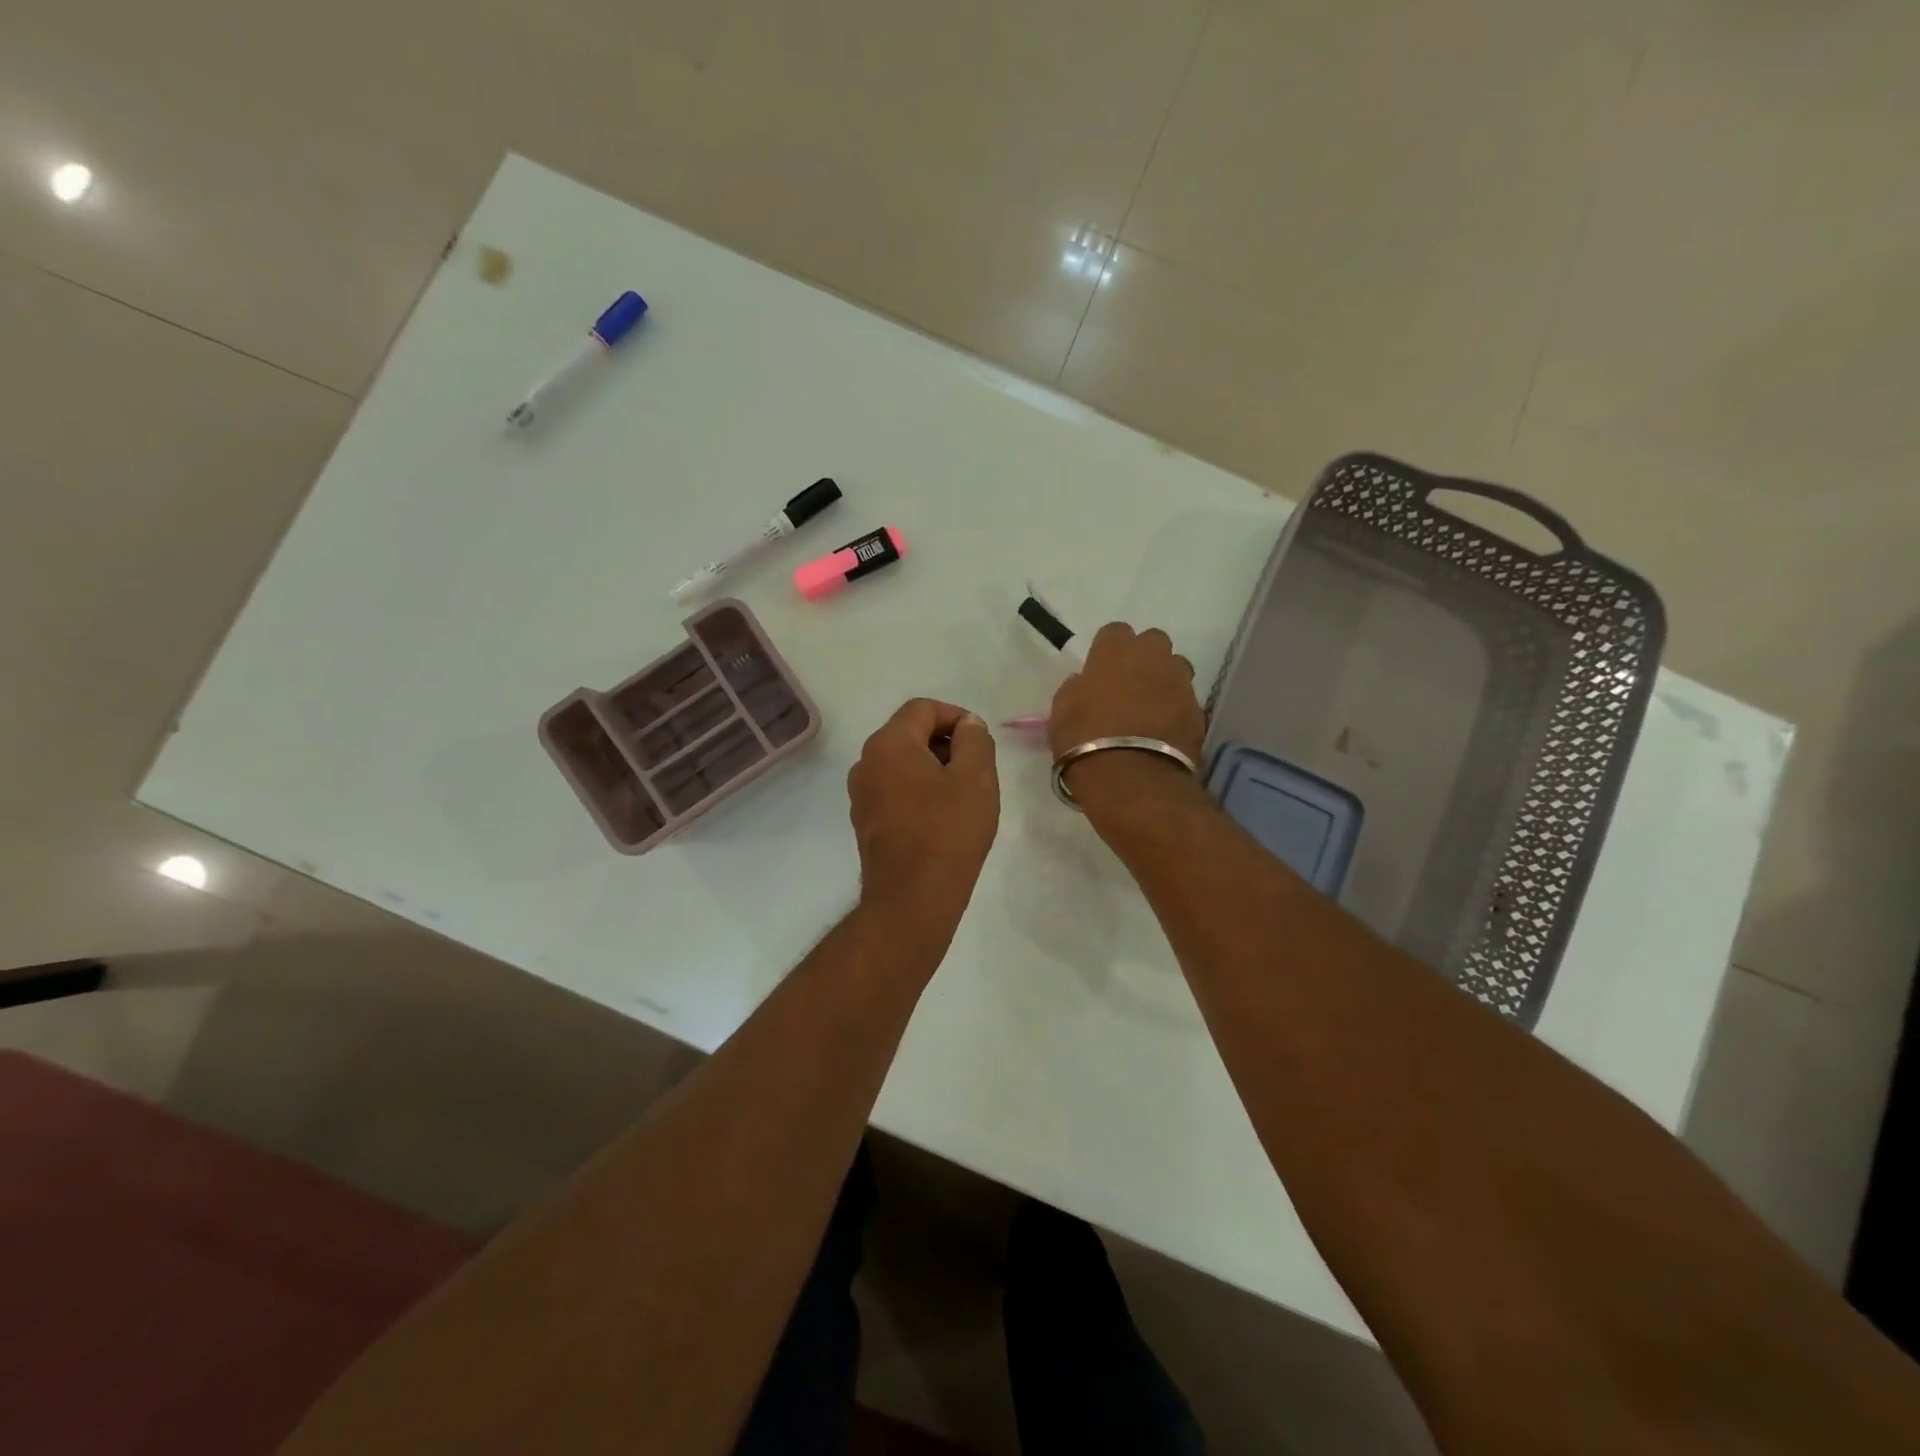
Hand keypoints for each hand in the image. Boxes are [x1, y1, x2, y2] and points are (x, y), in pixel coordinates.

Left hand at [847, 698, 999, 955]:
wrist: (912, 898)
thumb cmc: (948, 832)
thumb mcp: (976, 778)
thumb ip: (975, 740)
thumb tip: (967, 725)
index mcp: (889, 744)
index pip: (923, 708)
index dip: (956, 717)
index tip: (980, 742)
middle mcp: (866, 762)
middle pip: (909, 733)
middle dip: (946, 743)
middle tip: (977, 770)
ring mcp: (861, 794)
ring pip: (901, 763)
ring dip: (933, 769)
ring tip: (962, 796)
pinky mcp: (865, 821)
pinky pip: (894, 790)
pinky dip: (918, 791)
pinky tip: (941, 818)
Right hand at [1047, 623, 1205, 813]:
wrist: (1132, 781)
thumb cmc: (1085, 743)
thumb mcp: (1061, 715)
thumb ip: (1075, 690)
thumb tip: (1085, 685)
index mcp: (1114, 653)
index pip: (1115, 631)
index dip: (1108, 649)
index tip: (1101, 670)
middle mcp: (1152, 659)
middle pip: (1153, 641)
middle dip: (1144, 656)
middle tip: (1129, 683)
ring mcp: (1179, 684)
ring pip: (1176, 666)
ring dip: (1164, 679)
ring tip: (1150, 706)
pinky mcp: (1198, 711)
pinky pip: (1186, 699)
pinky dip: (1176, 709)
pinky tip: (1163, 730)